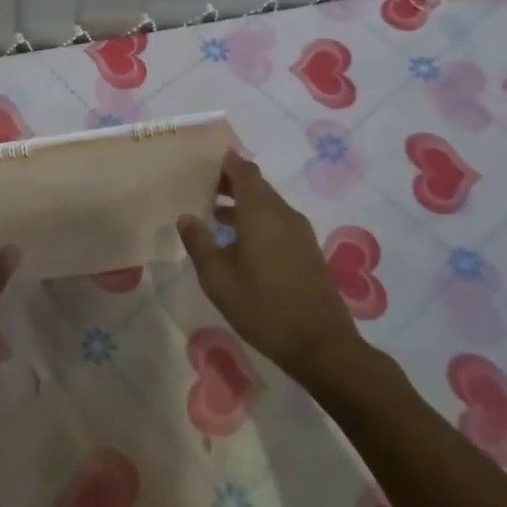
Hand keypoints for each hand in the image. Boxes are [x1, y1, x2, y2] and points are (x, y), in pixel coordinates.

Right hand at [178, 150, 364, 384]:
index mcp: (261, 212)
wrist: (321, 344)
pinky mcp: (307, 251)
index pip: (244, 170)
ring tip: (214, 215)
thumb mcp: (218, 279)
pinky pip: (278, 222)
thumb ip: (199, 243)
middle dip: (230, 183)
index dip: (225, 161)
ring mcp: (300, 233)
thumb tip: (186, 216)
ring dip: (242, 204)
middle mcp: (283, 214)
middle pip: (256, 185)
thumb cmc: (263, 307)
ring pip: (268, 205)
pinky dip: (257, 220)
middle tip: (201, 188)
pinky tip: (240, 243)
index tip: (203, 161)